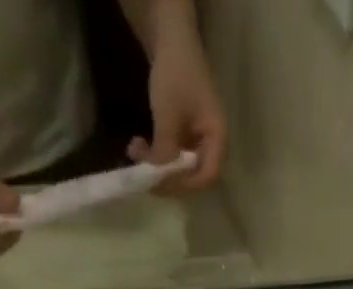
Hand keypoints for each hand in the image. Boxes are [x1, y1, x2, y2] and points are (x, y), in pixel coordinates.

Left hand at [127, 22, 225, 193]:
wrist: (171, 39)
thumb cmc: (176, 75)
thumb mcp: (168, 116)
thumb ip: (165, 150)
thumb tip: (157, 179)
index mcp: (217, 139)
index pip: (208, 176)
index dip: (186, 185)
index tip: (162, 182)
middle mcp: (211, 145)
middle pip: (193, 176)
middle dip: (167, 177)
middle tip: (143, 172)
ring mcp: (198, 140)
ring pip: (179, 168)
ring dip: (156, 166)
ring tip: (134, 152)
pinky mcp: (185, 136)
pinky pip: (172, 156)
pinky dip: (155, 155)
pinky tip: (138, 146)